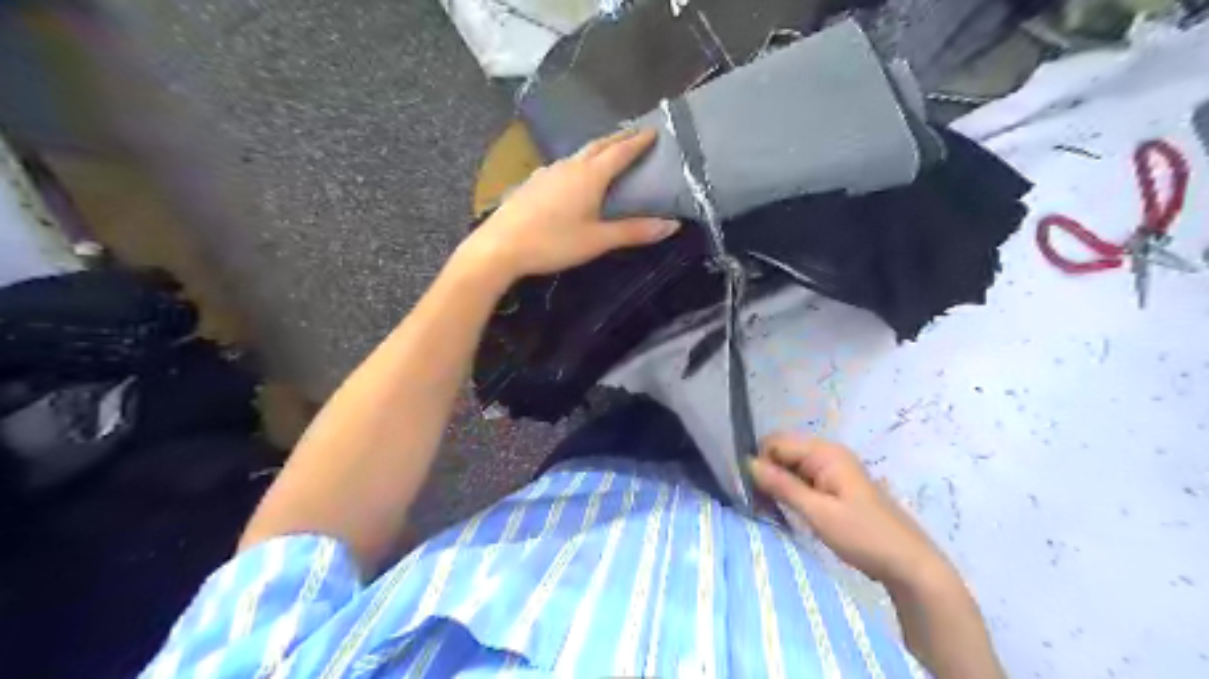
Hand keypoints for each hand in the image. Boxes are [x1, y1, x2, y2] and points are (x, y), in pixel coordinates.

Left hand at [460, 128, 676, 279]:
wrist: (500, 246)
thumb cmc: (553, 242)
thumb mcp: (598, 240)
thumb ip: (634, 231)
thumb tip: (672, 225)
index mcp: (590, 176)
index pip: (620, 152)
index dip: (639, 142)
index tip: (655, 131)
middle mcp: (570, 166)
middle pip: (599, 145)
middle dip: (619, 138)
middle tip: (636, 134)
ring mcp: (547, 172)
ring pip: (579, 153)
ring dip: (598, 149)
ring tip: (609, 152)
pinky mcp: (532, 182)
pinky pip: (562, 165)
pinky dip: (578, 162)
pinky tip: (573, 175)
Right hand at [753, 436, 947, 588]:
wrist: (909, 564)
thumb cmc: (863, 536)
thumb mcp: (818, 513)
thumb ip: (782, 486)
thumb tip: (748, 463)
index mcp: (825, 452)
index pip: (776, 443)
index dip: (760, 463)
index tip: (752, 491)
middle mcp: (828, 453)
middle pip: (783, 452)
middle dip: (767, 473)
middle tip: (759, 504)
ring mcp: (833, 469)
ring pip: (791, 466)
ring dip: (778, 484)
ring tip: (770, 510)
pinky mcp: (836, 485)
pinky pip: (804, 478)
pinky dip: (792, 491)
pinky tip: (789, 510)